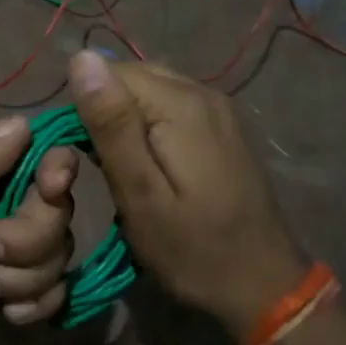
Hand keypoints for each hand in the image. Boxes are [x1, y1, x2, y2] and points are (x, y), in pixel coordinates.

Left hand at [0, 117, 77, 344]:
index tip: (52, 190)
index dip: (48, 164)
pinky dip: (32, 301)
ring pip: (55, 244)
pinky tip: (0, 315)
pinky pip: (52, 283)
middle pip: (49, 199)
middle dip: (27, 235)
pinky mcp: (9, 286)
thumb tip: (25, 123)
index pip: (23, 141)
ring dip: (22, 274)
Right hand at [68, 52, 303, 340]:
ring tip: (123, 169)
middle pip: (130, 76)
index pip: (108, 72)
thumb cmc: (193, 249)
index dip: (86, 109)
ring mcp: (217, 107)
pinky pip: (170, 105)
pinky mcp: (222, 124)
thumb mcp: (140, 194)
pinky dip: (148, 126)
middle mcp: (202, 91)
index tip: (85, 159)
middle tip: (103, 168)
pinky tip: (149, 164)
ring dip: (125, 120)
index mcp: (180, 103)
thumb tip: (82, 58)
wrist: (263, 285)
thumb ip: (111, 125)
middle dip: (105, 113)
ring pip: (148, 89)